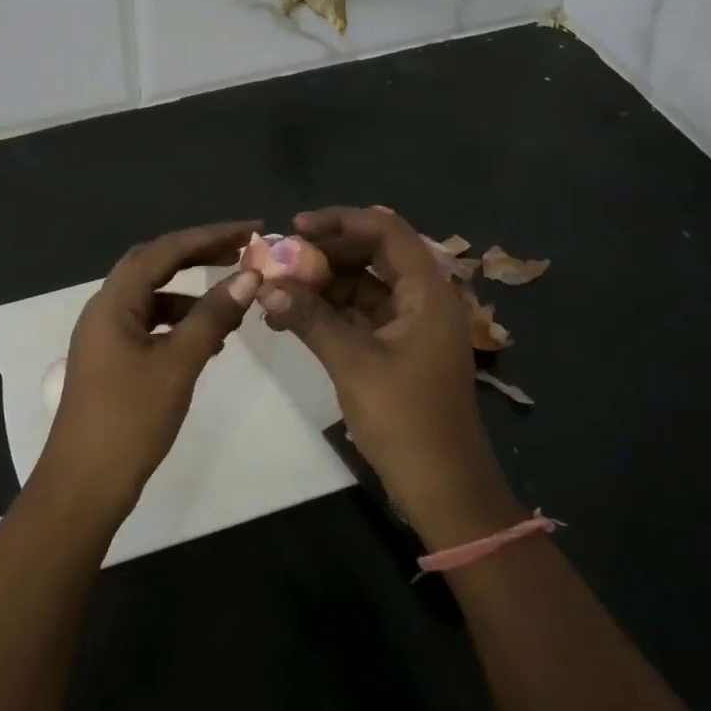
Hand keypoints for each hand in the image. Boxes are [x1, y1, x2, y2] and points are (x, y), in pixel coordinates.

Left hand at [37, 221, 263, 529]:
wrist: (85, 483)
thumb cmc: (130, 418)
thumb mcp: (179, 363)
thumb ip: (213, 316)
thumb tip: (249, 276)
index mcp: (114, 301)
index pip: (165, 250)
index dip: (210, 235)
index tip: (251, 231)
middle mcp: (105, 308)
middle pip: (154, 265)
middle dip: (198, 255)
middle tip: (242, 252)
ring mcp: (106, 335)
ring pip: (152, 298)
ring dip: (190, 295)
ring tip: (233, 306)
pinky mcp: (112, 360)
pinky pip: (149, 326)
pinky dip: (179, 324)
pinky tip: (209, 343)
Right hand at [260, 206, 521, 546]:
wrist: (444, 488)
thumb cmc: (407, 420)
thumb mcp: (353, 363)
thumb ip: (310, 318)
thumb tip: (266, 285)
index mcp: (427, 291)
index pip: (385, 230)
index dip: (340, 221)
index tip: (295, 229)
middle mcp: (422, 298)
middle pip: (373, 254)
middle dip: (325, 253)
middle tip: (279, 261)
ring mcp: (410, 324)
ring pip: (363, 284)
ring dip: (323, 284)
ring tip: (277, 292)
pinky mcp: (398, 348)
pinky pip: (360, 313)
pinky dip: (329, 311)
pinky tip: (293, 318)